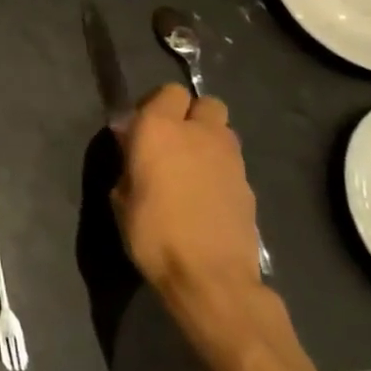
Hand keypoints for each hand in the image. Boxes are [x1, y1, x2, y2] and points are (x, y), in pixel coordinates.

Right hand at [111, 84, 263, 309]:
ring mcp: (230, 158)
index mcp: (160, 128)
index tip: (141, 129)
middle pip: (205, 103)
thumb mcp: (120, 196)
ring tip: (191, 168)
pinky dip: (220, 170)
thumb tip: (133, 146)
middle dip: (191, 115)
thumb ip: (129, 162)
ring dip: (208, 140)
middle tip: (172, 142)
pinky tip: (207, 196)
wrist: (210, 278)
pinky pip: (232, 163)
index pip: (167, 92)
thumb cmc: (152, 233)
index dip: (155, 106)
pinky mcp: (249, 185)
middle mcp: (199, 133)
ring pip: (223, 131)